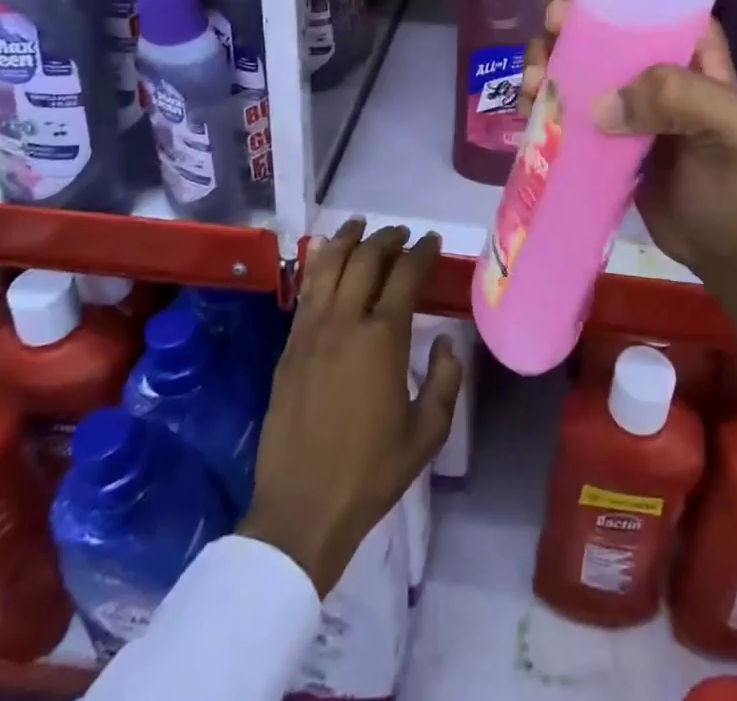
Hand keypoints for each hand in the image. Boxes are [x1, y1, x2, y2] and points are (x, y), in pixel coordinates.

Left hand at [239, 223, 462, 595]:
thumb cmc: (371, 473)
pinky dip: (320, 265)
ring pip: (328, 266)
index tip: (431, 242)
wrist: (301, 510)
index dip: (421, 253)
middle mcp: (345, 322)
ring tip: (360, 226)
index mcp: (383, 339)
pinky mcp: (289, 347)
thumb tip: (447, 343)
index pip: (405, 276)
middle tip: (401, 235)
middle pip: (365, 260)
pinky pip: (306, 291)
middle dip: (387, 239)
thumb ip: (445, 381)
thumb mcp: (427, 433)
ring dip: (347, 239)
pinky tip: (327, 261)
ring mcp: (311, 332)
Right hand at [523, 0, 736, 364]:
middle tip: (552, 30)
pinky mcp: (599, 130)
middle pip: (597, 20)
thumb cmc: (733, 181)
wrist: (722, 248)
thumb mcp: (726, 128)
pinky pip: (562, 100)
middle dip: (565, 14)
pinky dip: (540, 95)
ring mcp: (622, 97)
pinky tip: (529, 105)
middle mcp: (650, 62)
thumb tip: (599, 105)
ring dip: (544, 56)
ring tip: (534, 80)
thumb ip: (677, 98)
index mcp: (687, 45)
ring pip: (572, 58)